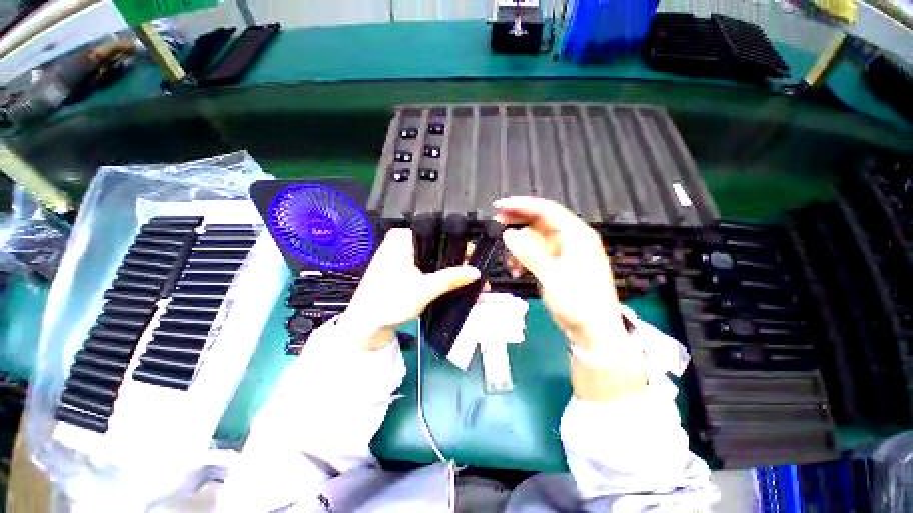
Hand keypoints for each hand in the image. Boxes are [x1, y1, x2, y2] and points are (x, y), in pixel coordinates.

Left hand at [343, 229, 480, 349]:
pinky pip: (426, 270)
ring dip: (451, 273)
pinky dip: (440, 278)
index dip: (461, 248)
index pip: (439, 235)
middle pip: (438, 249)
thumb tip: (477, 271)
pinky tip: (456, 287)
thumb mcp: (425, 289)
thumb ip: (451, 278)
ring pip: (433, 261)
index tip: (479, 259)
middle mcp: (401, 243)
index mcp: (403, 238)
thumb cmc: (390, 302)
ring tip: (472, 284)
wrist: (364, 327)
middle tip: (479, 276)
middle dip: (459, 264)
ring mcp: (401, 257)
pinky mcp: (402, 271)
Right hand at [495, 197, 626, 348]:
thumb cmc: (579, 302)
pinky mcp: (556, 265)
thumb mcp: (552, 276)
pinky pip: (535, 254)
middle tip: (496, 222)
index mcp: (576, 235)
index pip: (547, 211)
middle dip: (518, 221)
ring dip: (519, 246)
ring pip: (535, 239)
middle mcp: (570, 239)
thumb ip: (529, 253)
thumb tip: (507, 234)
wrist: (593, 331)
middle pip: (540, 221)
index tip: (500, 206)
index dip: (522, 205)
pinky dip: (523, 258)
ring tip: (507, 260)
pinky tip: (515, 270)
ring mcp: (562, 252)